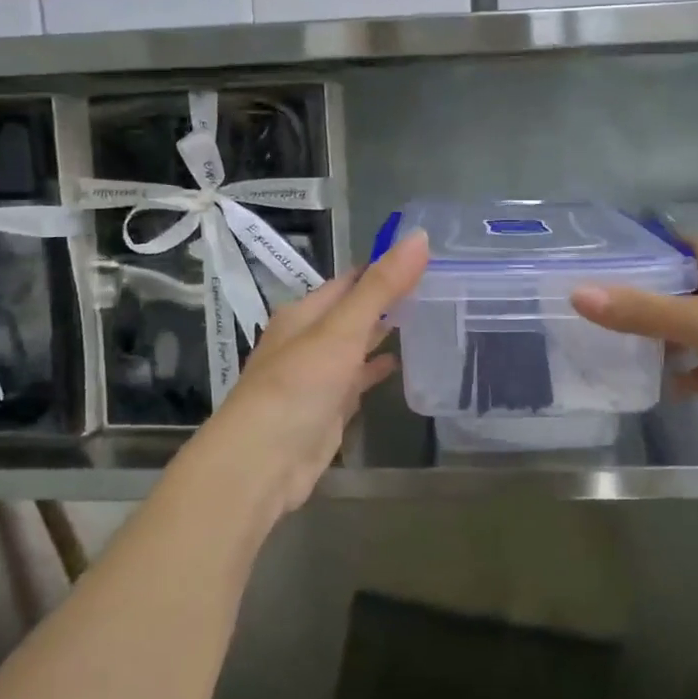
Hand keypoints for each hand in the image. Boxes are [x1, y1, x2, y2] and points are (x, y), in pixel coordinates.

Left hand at [182, 233, 429, 520]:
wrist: (262, 461)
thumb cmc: (298, 386)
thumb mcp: (342, 329)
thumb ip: (381, 287)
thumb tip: (419, 237)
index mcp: (304, 313)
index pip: (350, 280)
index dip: (383, 267)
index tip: (425, 257)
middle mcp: (308, 340)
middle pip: (353, 312)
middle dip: (387, 300)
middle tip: (435, 287)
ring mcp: (317, 376)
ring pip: (355, 346)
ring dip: (382, 334)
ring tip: (426, 319)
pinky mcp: (327, 409)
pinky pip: (356, 380)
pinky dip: (375, 369)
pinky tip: (399, 364)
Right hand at [571, 231, 697, 453]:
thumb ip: (639, 311)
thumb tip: (578, 294)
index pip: (684, 241)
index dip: (651, 248)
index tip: (613, 262)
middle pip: (691, 283)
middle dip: (654, 296)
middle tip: (612, 310)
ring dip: (675, 335)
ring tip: (634, 350)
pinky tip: (678, 387)